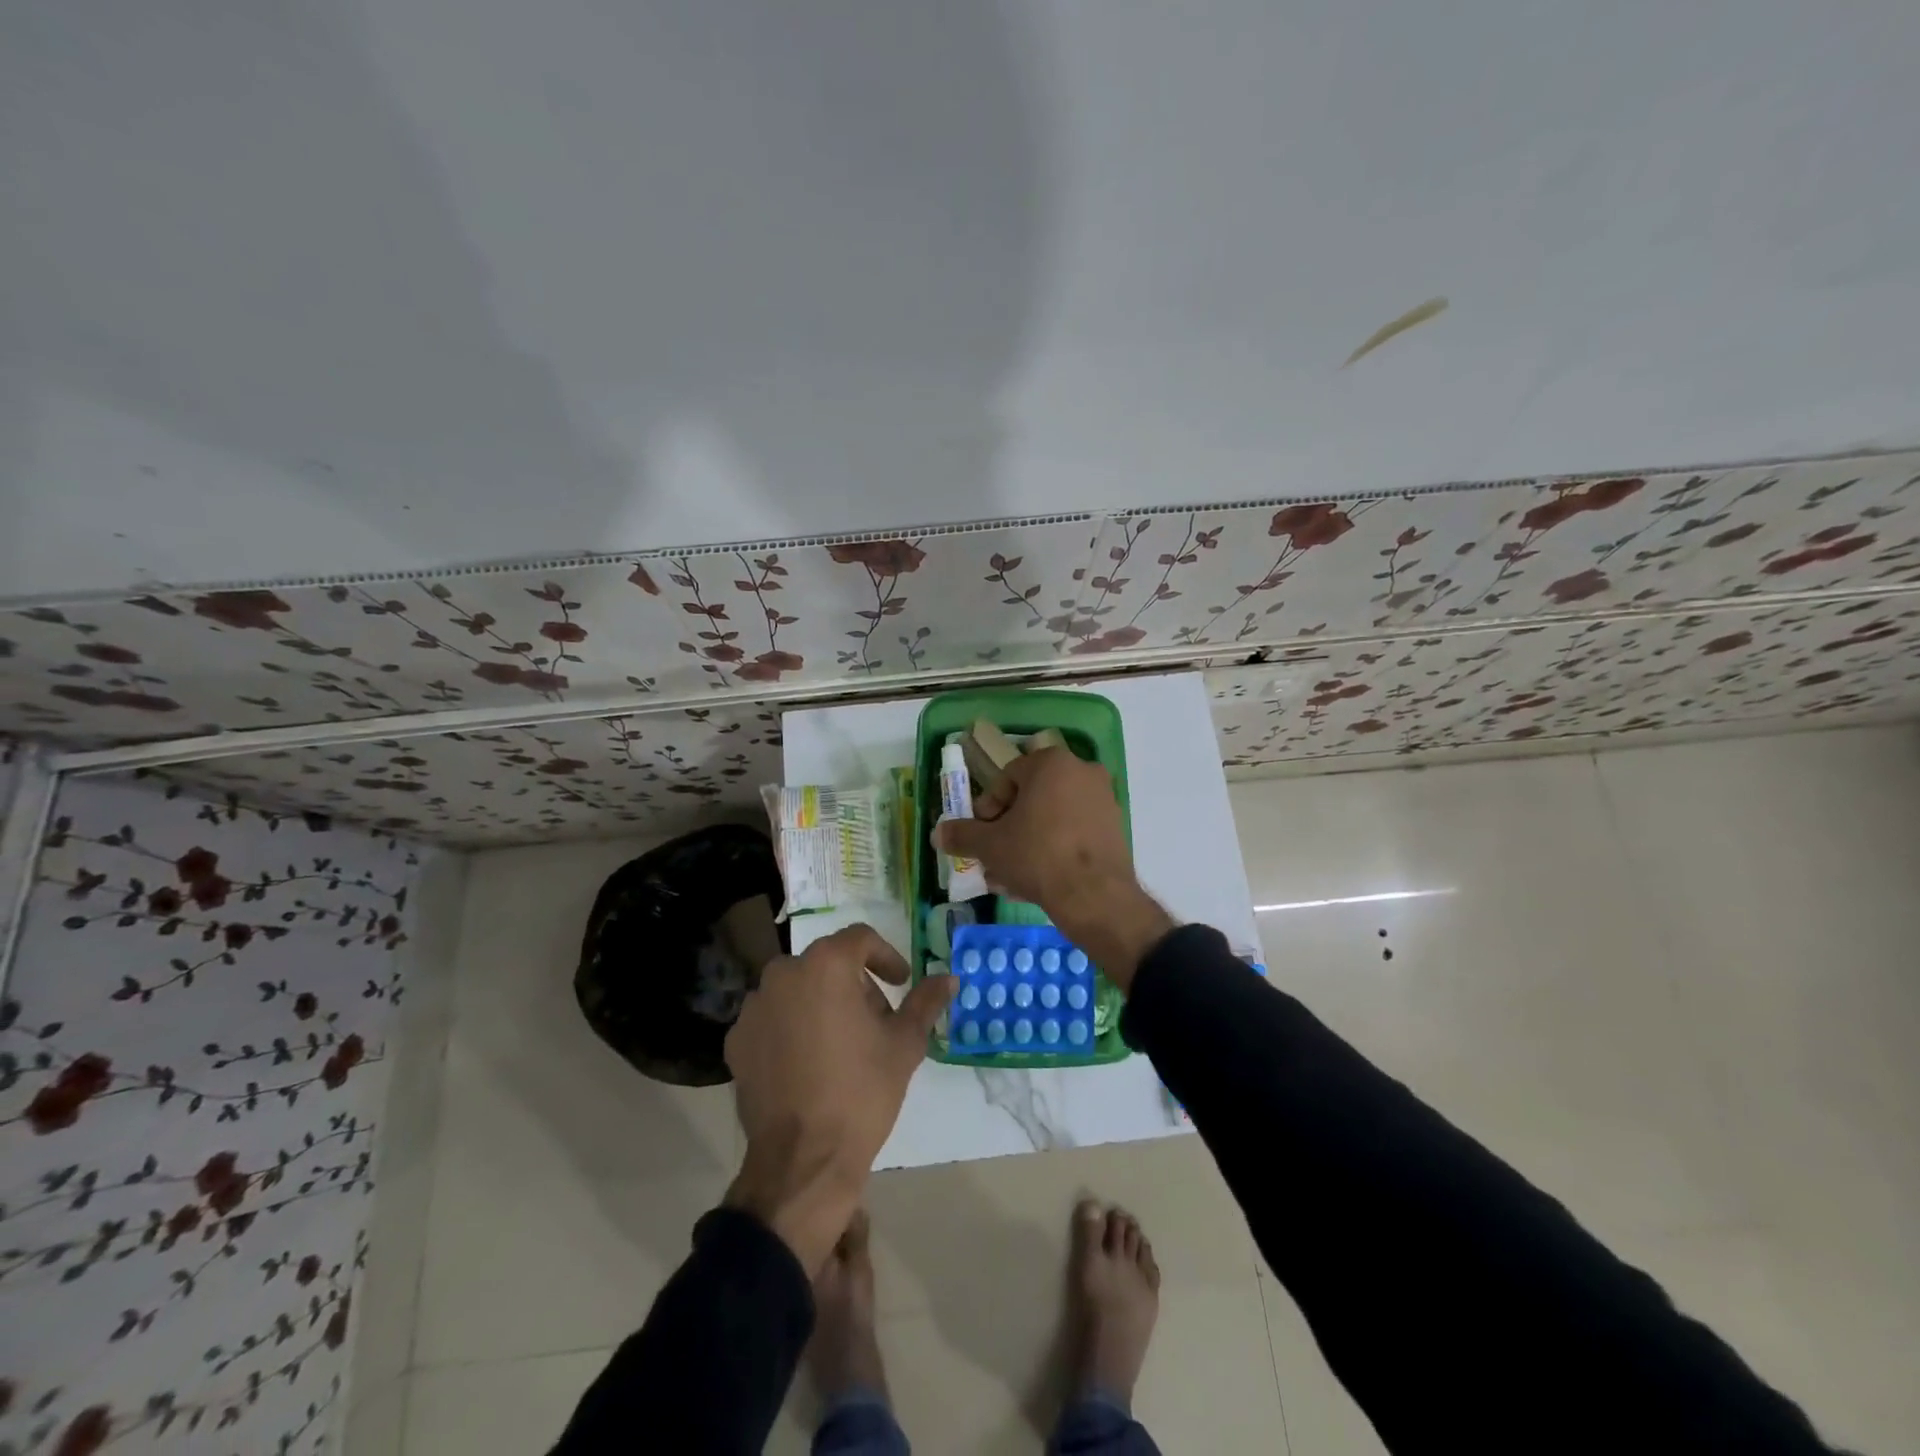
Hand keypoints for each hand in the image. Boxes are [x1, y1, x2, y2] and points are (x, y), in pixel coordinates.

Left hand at [723, 924, 953, 1272]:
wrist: (803, 1160)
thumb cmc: (861, 1092)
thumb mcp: (904, 1044)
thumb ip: (925, 1002)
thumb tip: (948, 978)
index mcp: (826, 965)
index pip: (860, 938)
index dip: (886, 957)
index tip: (900, 983)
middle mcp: (784, 974)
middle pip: (827, 963)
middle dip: (854, 984)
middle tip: (875, 1021)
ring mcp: (754, 1007)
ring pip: (797, 989)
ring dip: (821, 1003)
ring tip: (841, 1044)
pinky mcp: (737, 1040)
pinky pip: (772, 1019)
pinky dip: (791, 1028)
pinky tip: (808, 1063)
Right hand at [932, 748, 1174, 990]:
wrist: (1094, 896)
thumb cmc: (1037, 855)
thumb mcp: (990, 845)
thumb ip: (962, 835)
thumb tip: (937, 834)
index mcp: (1051, 763)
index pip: (1008, 778)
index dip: (988, 808)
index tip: (981, 834)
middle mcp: (1082, 771)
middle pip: (1032, 798)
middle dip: (1008, 828)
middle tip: (993, 856)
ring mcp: (1103, 799)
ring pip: (1052, 818)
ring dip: (1028, 842)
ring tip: (1009, 876)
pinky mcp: (1114, 828)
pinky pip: (1073, 832)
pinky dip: (1054, 849)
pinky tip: (1035, 881)